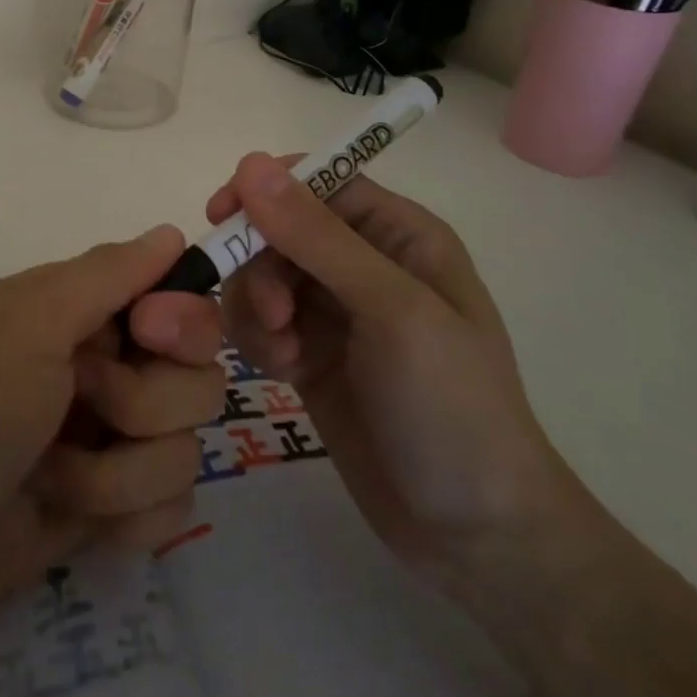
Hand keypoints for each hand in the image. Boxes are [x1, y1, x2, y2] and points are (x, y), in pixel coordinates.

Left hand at [0, 226, 224, 681]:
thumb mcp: (33, 319)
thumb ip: (109, 272)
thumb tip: (172, 231)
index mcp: (88, 314)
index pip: (184, 304)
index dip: (183, 322)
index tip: (148, 335)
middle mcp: (110, 371)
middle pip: (198, 381)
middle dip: (143, 405)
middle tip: (80, 403)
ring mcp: (112, 445)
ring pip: (185, 452)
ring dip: (117, 474)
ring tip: (53, 475)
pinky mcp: (113, 511)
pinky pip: (172, 512)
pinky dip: (125, 519)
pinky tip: (76, 523)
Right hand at [208, 155, 587, 581]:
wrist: (475, 534)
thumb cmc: (451, 406)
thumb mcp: (392, 310)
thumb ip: (318, 236)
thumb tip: (252, 163)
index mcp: (399, 234)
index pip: (319, 181)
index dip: (268, 189)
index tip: (222, 214)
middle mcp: (364, 262)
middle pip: (280, 229)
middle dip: (262, 265)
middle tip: (273, 317)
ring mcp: (335, 311)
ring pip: (261, 275)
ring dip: (256, 308)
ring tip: (282, 354)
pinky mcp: (310, 354)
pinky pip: (260, 321)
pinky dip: (258, 339)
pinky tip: (281, 373)